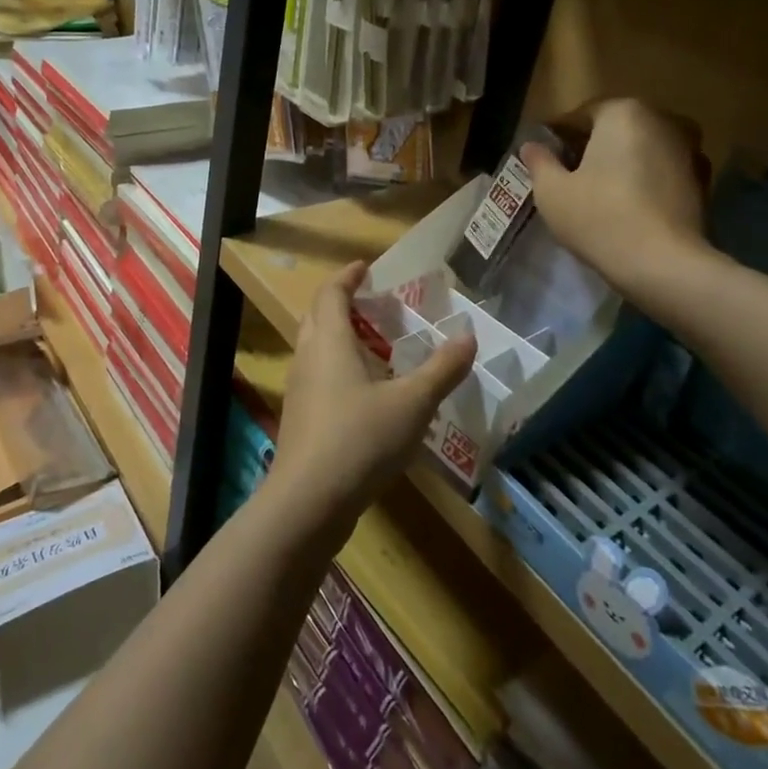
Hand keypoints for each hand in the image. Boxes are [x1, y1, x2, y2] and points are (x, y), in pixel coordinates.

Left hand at [269, 261, 476, 533]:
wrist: (309, 501)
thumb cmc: (360, 439)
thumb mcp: (412, 404)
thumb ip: (441, 370)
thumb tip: (469, 337)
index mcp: (329, 341)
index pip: (331, 293)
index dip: (347, 277)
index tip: (365, 267)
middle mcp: (308, 357)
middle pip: (317, 316)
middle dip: (341, 303)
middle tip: (371, 303)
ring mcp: (299, 389)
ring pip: (315, 348)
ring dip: (338, 338)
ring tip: (373, 346)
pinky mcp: (300, 419)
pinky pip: (317, 377)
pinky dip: (337, 369)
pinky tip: (364, 393)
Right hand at [522, 99, 710, 295]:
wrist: (664, 265)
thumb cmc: (599, 217)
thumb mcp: (552, 191)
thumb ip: (539, 162)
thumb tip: (531, 146)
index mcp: (623, 112)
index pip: (580, 116)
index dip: (557, 137)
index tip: (542, 158)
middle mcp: (662, 120)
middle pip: (614, 129)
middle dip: (591, 147)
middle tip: (567, 175)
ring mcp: (690, 150)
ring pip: (641, 150)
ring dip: (620, 164)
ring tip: (597, 193)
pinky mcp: (703, 182)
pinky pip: (661, 172)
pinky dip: (644, 181)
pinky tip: (626, 207)